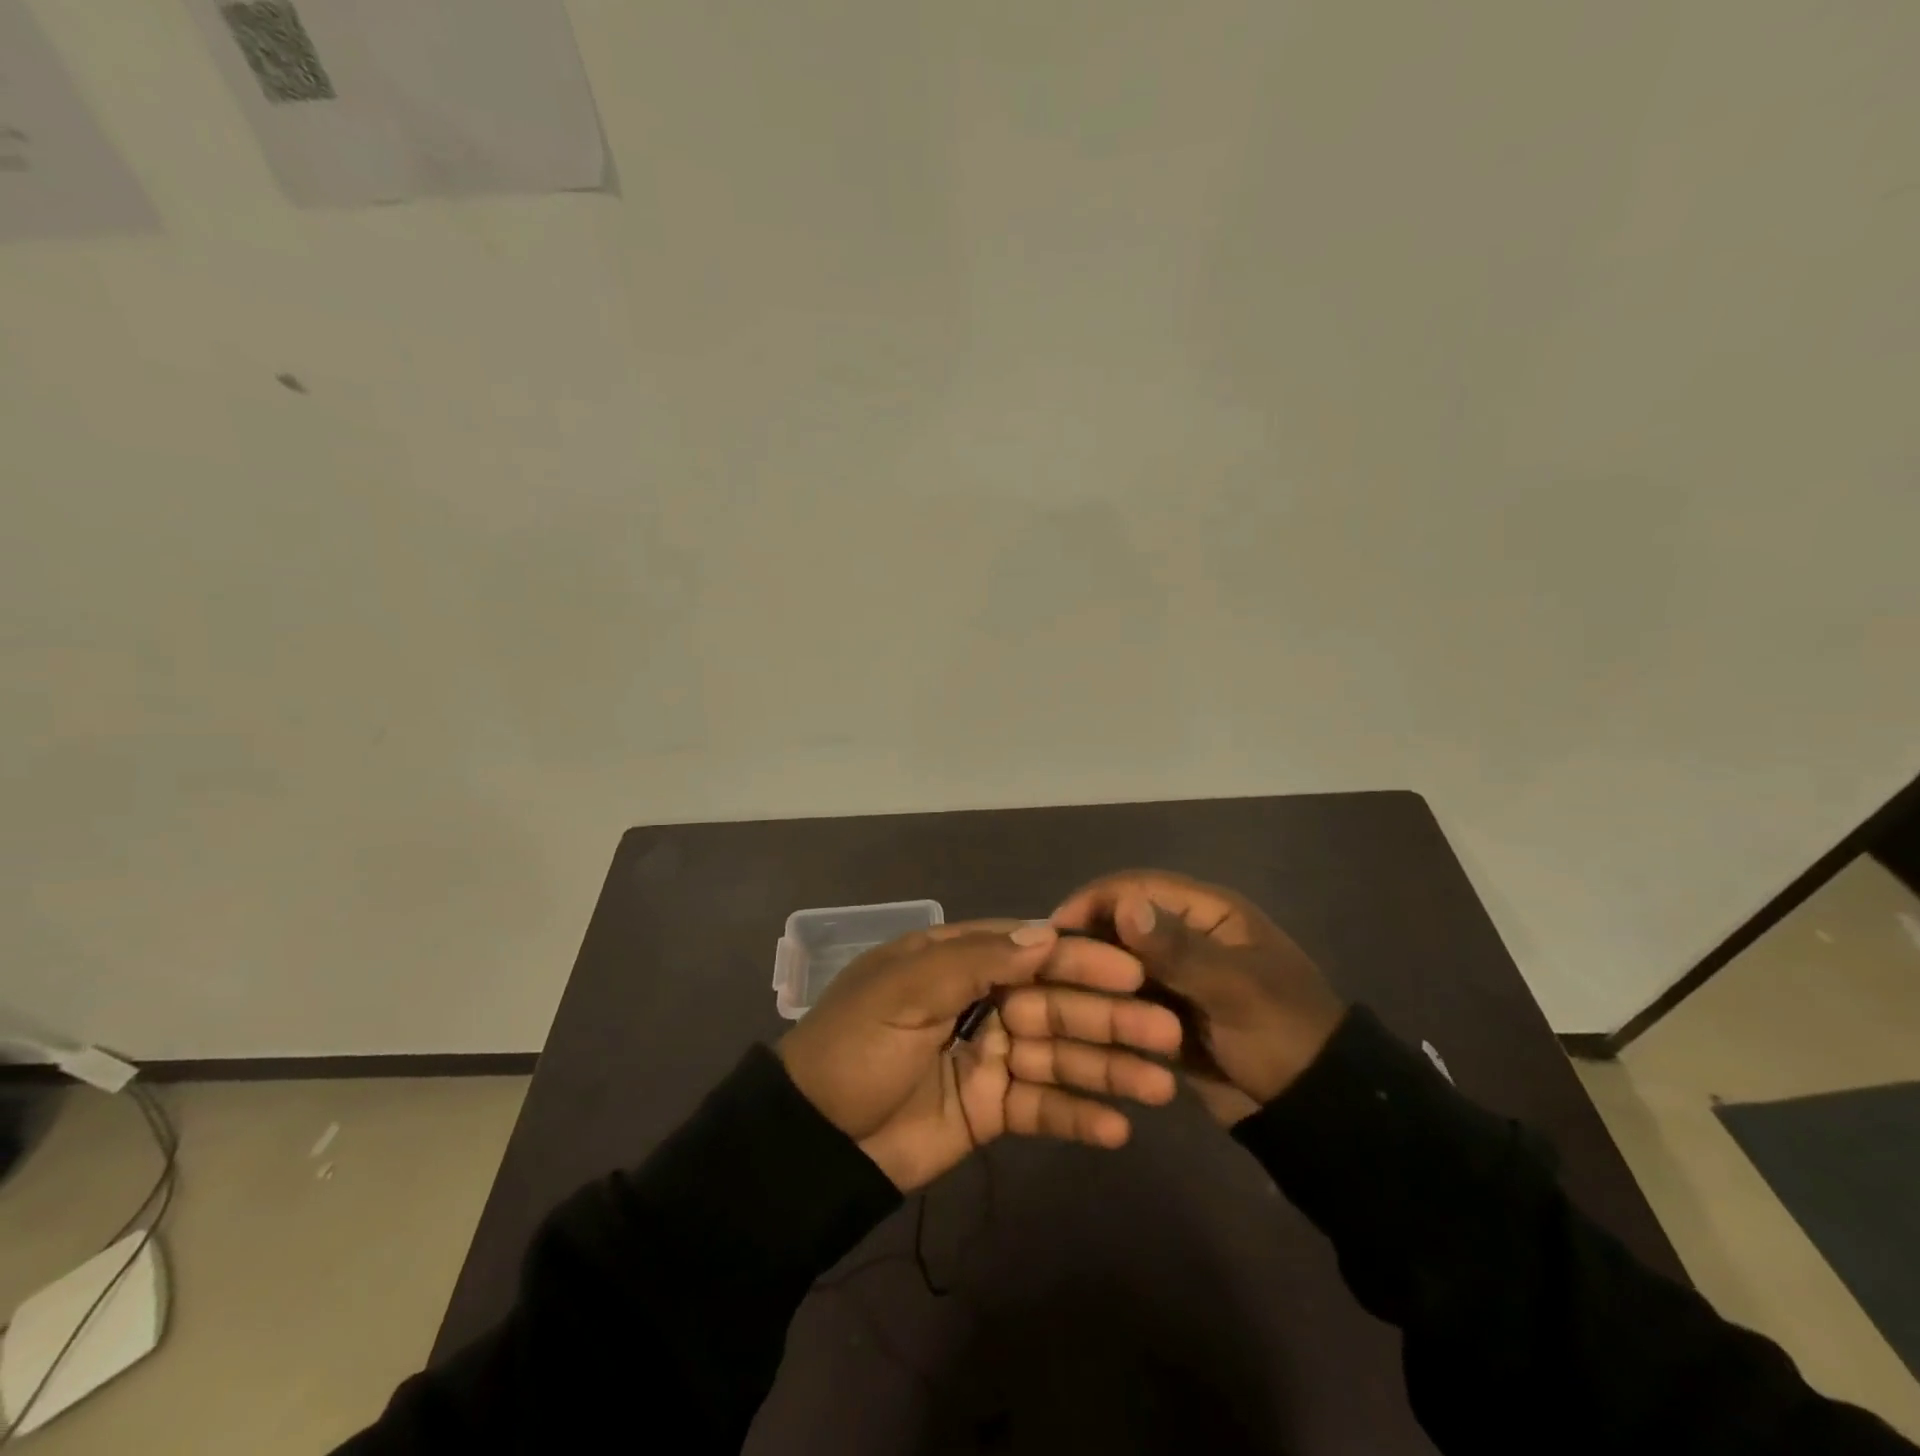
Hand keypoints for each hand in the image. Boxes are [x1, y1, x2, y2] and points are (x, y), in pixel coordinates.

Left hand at [777, 920, 1184, 1190]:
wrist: (813, 1142)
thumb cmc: (856, 1047)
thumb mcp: (905, 990)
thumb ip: (976, 960)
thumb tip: (1046, 934)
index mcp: (957, 961)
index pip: (1030, 951)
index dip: (1080, 960)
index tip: (1132, 972)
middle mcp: (981, 1001)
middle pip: (1055, 1003)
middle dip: (1108, 1017)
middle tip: (1164, 1033)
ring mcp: (989, 1056)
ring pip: (1058, 1056)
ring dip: (1107, 1069)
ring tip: (1158, 1087)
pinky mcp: (991, 1110)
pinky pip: (1041, 1108)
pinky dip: (1077, 1117)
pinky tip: (1117, 1130)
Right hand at [1051, 871, 1346, 1124]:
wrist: (1317, 1112)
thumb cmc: (1284, 1035)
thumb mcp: (1235, 989)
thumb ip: (1178, 949)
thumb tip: (1123, 906)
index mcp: (1208, 911)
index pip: (1138, 887)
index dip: (1094, 901)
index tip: (1051, 929)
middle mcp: (1186, 934)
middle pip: (1122, 924)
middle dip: (1086, 941)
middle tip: (1042, 968)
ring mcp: (1176, 976)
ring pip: (1119, 963)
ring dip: (1092, 976)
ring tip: (1050, 996)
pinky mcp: (1168, 1012)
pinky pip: (1126, 999)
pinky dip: (1105, 1005)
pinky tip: (1074, 1020)